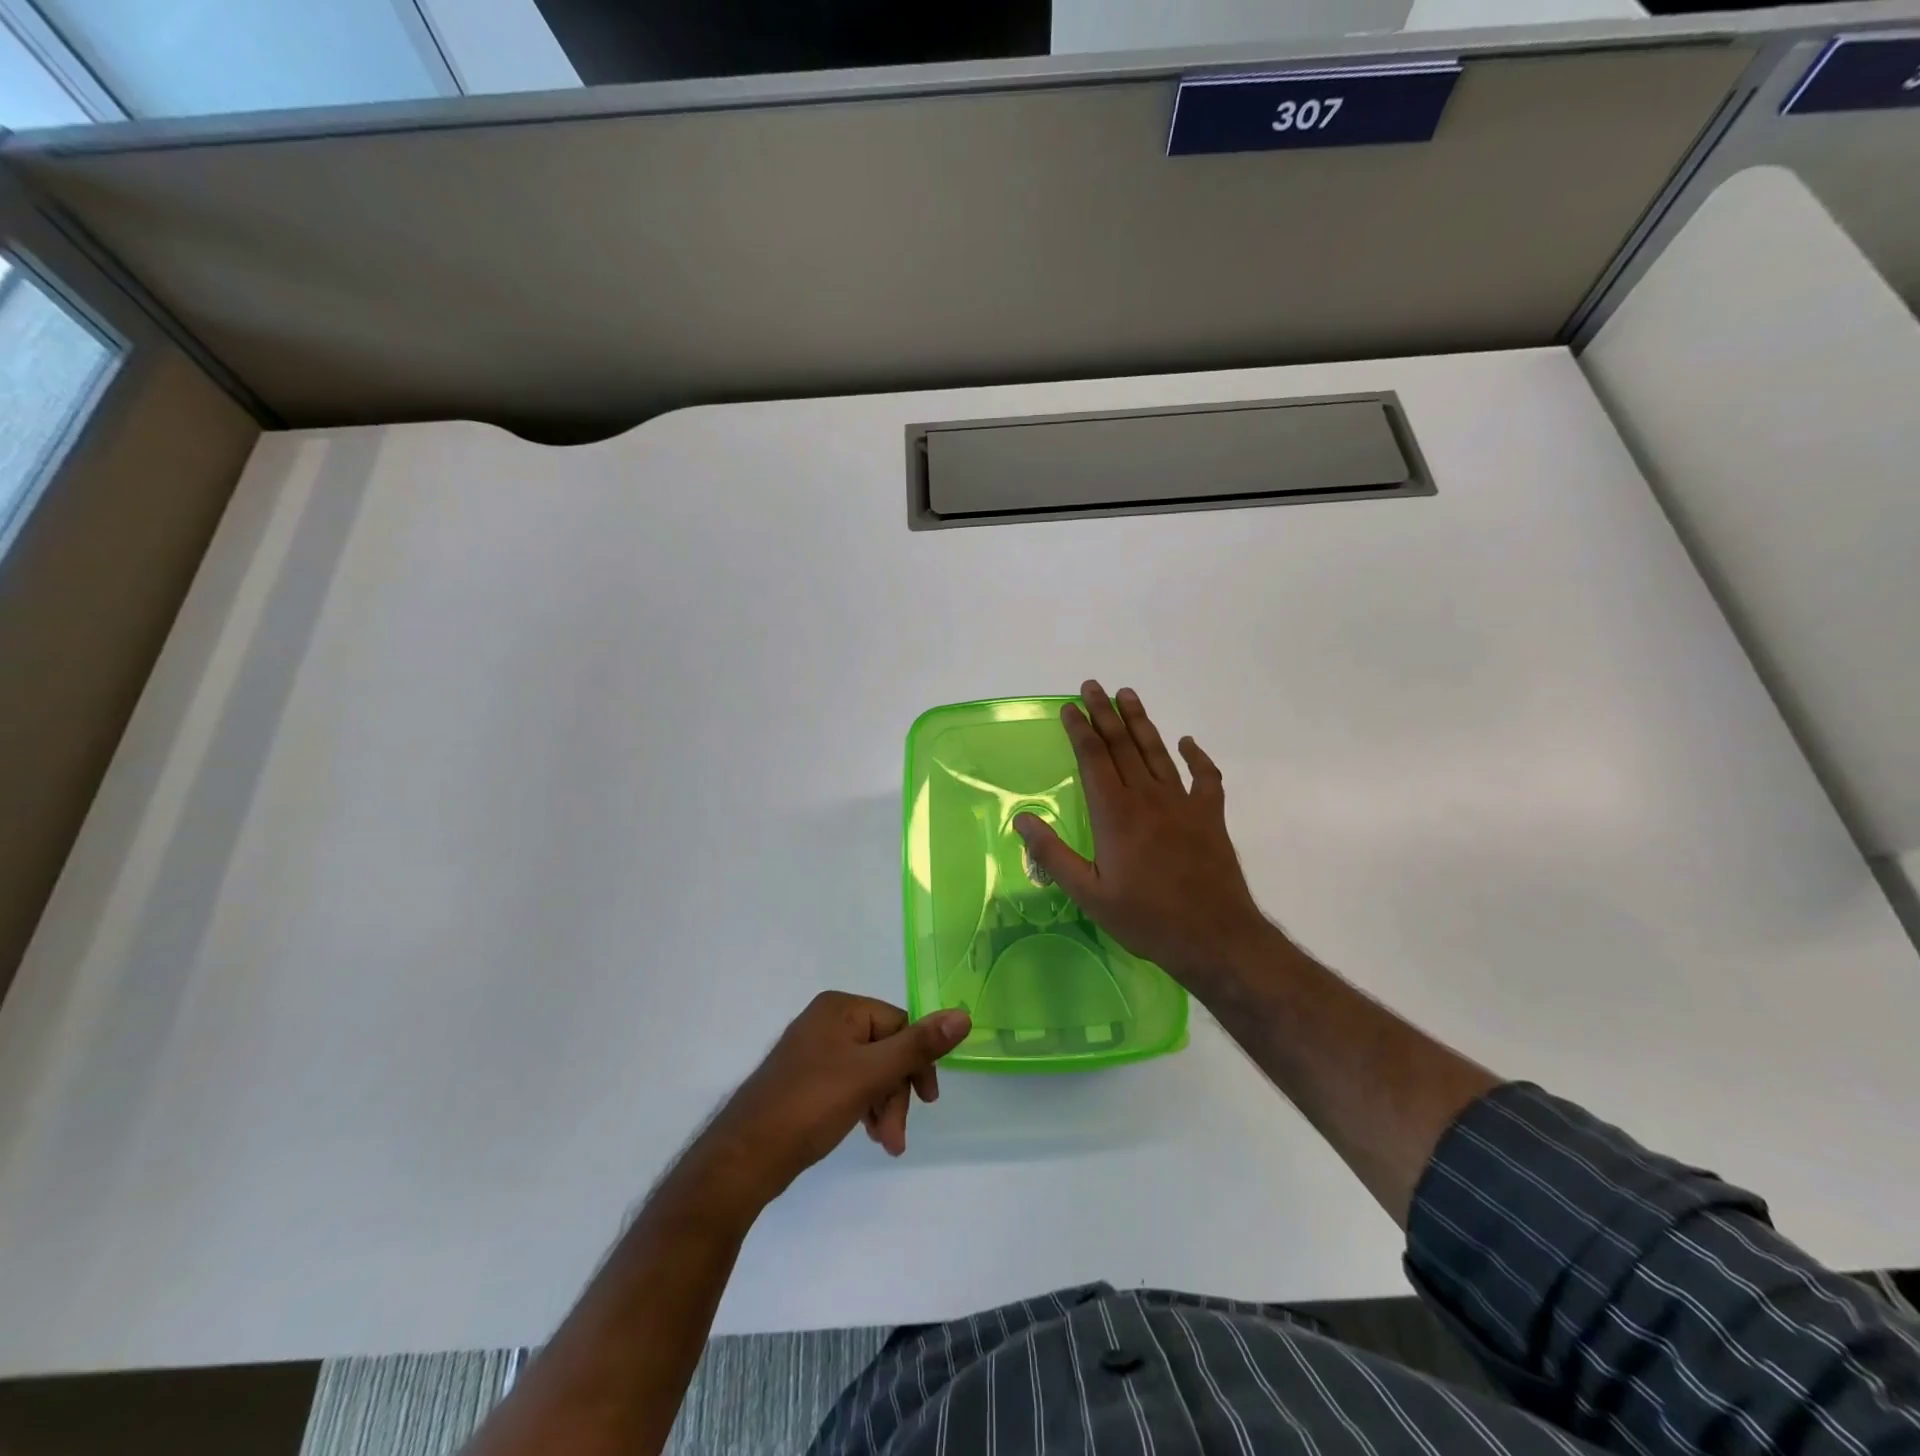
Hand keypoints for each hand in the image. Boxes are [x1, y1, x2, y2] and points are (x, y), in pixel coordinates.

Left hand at [691, 993, 971, 1210]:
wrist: (744, 1158)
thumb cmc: (810, 1106)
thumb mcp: (871, 1074)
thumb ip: (918, 1046)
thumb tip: (964, 1015)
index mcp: (841, 1008)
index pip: (899, 1024)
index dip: (917, 1063)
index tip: (927, 1103)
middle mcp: (827, 1021)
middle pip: (885, 1049)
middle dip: (897, 1093)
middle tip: (896, 1137)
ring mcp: (814, 1050)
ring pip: (869, 1070)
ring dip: (883, 1106)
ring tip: (885, 1144)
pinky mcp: (806, 1079)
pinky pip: (850, 1083)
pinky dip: (864, 1107)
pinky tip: (866, 1133)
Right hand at [1014, 681, 1275, 989]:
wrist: (1214, 936)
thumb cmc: (1146, 918)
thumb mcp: (1089, 894)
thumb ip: (1054, 855)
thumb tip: (1022, 819)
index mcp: (1115, 814)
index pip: (1093, 759)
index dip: (1079, 730)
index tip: (1069, 707)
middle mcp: (1147, 798)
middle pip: (1122, 745)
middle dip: (1104, 713)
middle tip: (1092, 686)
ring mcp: (1182, 804)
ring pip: (1157, 752)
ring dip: (1141, 722)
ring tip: (1128, 695)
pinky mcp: (1210, 816)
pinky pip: (1205, 777)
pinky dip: (1196, 756)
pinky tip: (1187, 742)